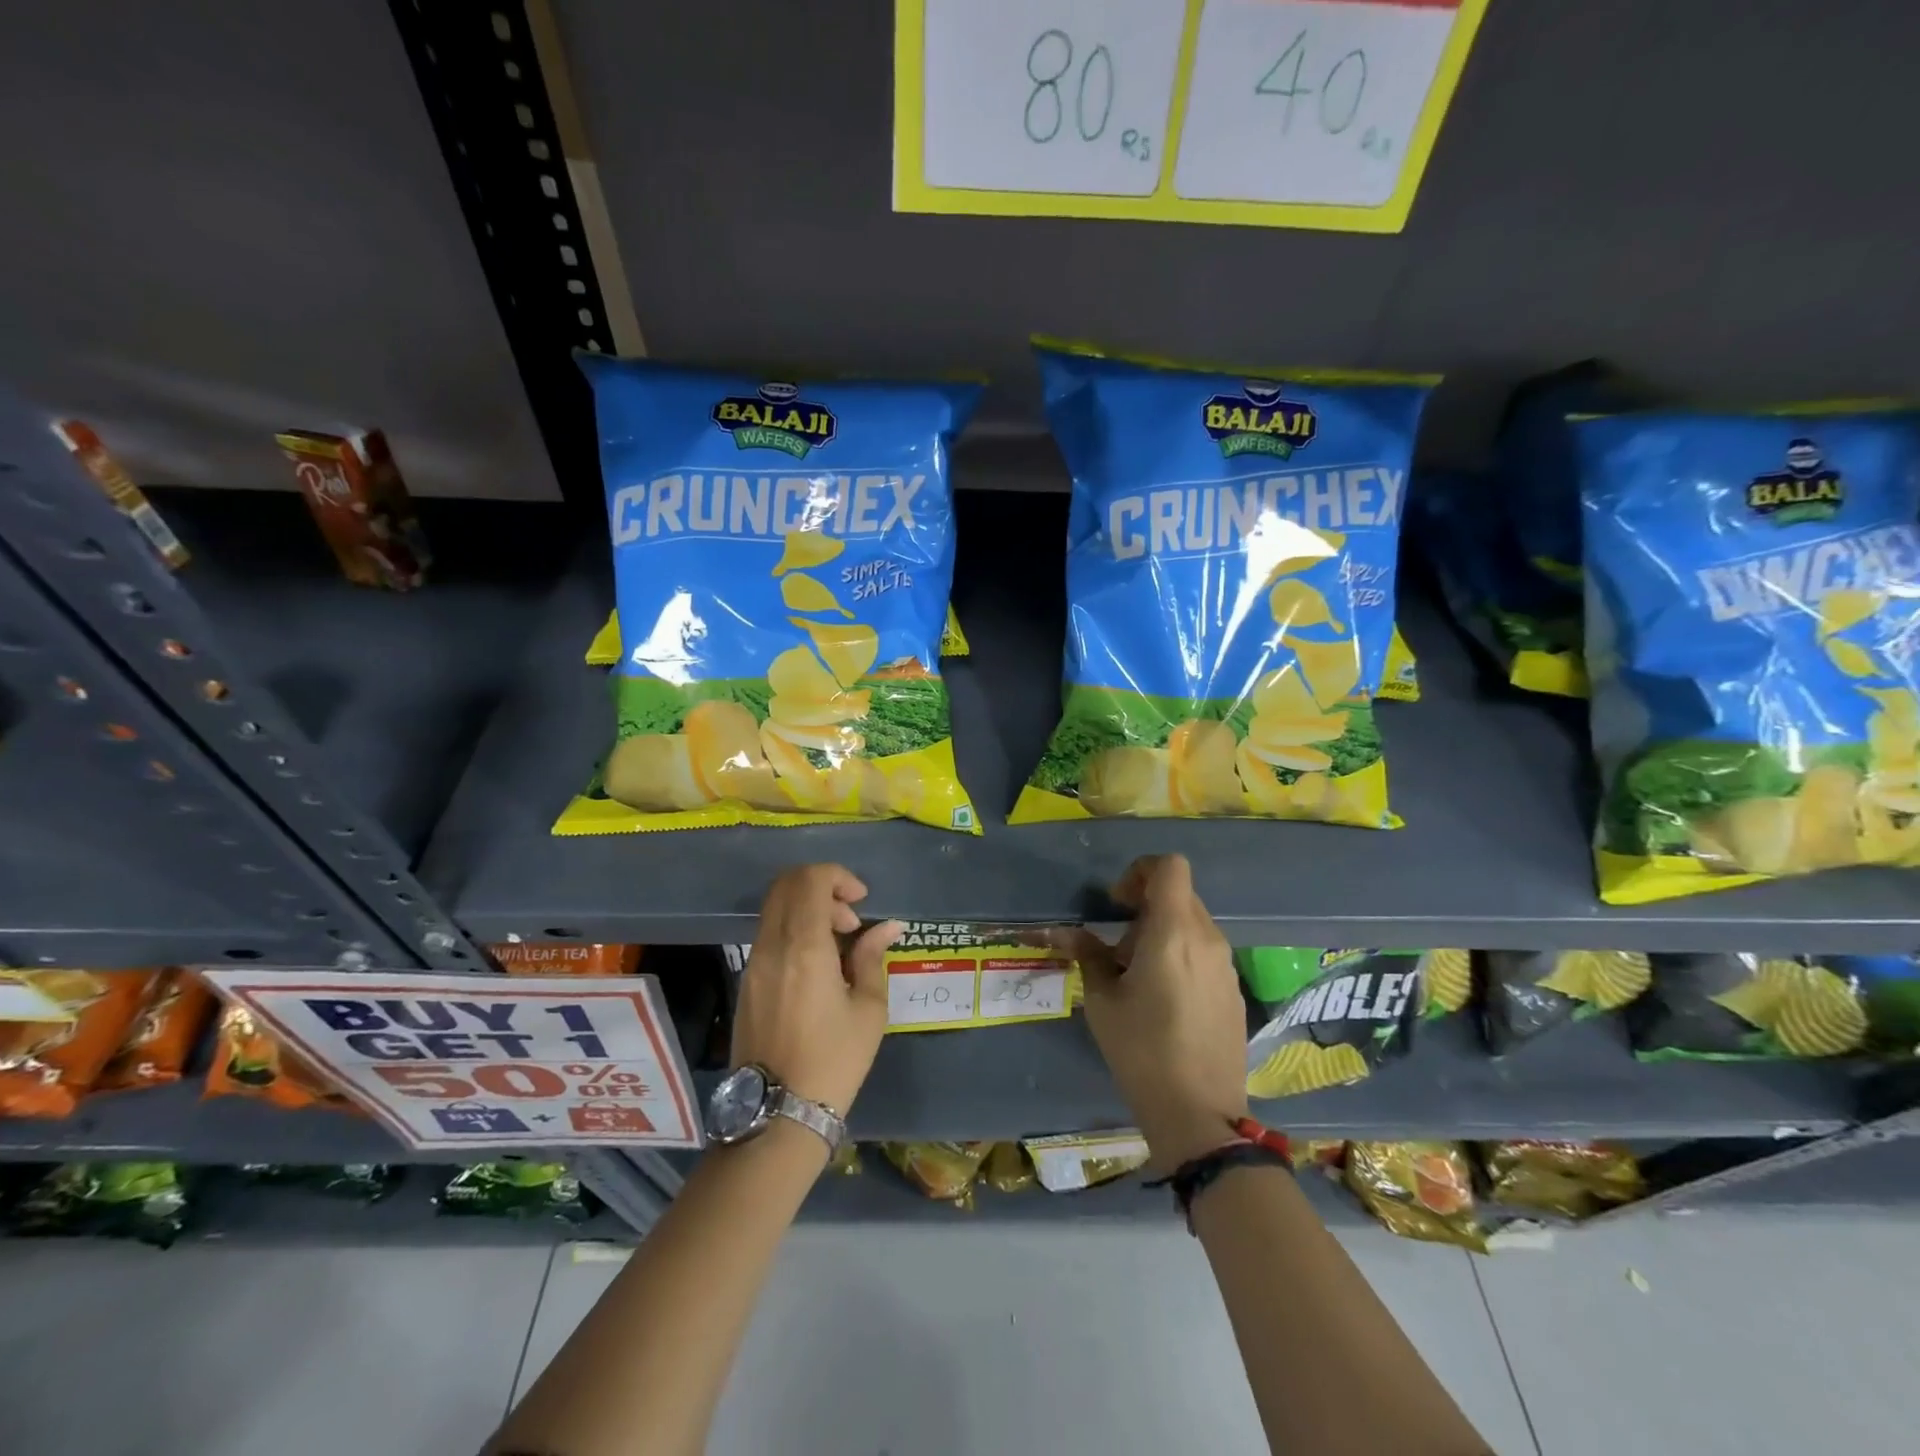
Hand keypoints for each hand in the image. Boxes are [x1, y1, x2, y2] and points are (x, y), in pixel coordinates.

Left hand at [732, 864, 901, 1115]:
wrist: (778, 1114)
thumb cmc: (834, 1060)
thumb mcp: (868, 1009)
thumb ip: (872, 957)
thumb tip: (886, 927)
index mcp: (804, 947)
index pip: (810, 880)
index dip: (838, 877)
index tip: (861, 901)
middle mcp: (772, 946)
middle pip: (787, 885)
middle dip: (822, 887)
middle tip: (850, 921)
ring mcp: (753, 963)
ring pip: (775, 908)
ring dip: (807, 909)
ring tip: (838, 946)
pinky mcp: (746, 981)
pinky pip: (769, 934)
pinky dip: (793, 930)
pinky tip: (817, 965)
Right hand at [1061, 856, 1248, 1172]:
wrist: (1200, 1115)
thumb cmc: (1141, 1051)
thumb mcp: (1102, 1001)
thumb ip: (1089, 956)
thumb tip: (1072, 934)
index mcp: (1174, 932)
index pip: (1170, 866)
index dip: (1140, 871)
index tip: (1118, 904)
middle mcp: (1207, 939)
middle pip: (1180, 894)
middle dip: (1146, 906)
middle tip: (1120, 946)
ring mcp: (1226, 966)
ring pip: (1193, 924)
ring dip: (1163, 932)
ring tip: (1139, 976)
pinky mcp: (1234, 991)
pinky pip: (1205, 953)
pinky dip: (1182, 956)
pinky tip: (1165, 1000)